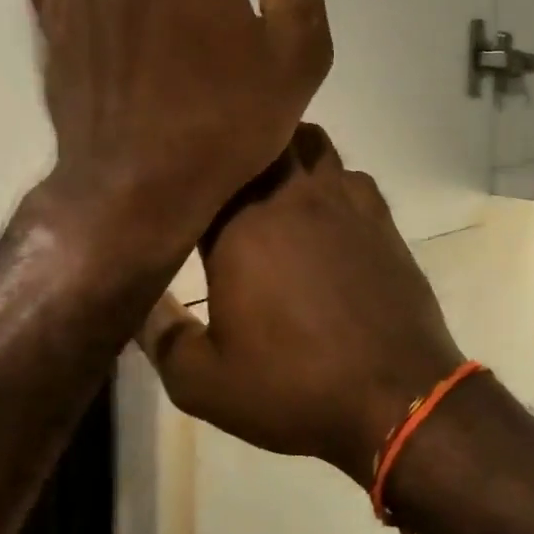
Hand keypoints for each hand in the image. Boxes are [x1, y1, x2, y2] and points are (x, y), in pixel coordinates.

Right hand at [137, 125, 465, 487]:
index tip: (177, 188)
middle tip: (221, 176)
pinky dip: (332, 180)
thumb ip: (160, 336)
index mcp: (240, 228)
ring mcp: (344, 201)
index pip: (204, 175)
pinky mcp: (382, 217)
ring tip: (272, 183)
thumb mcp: (204, 384)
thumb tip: (137, 300)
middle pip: (261, 139)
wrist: (396, 394)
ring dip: (288, 152)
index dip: (188, 178)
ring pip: (311, 144)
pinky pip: (351, 175)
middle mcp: (292, 198)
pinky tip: (326, 213)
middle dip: (238, 149)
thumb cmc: (295, 388)